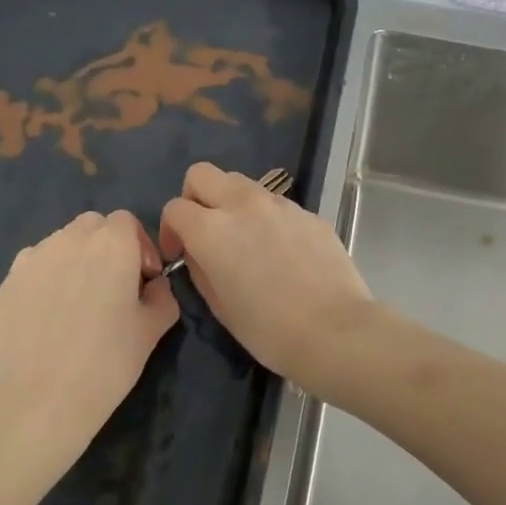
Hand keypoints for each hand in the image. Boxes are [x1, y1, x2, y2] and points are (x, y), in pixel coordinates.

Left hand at [0, 209, 178, 490]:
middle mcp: (70, 239)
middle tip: (113, 287)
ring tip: (79, 302)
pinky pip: (36, 266)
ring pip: (62, 243)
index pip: (127, 222)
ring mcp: (33, 258)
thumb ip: (163, 295)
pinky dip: (48, 277)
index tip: (143, 280)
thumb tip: (153, 285)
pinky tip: (51, 315)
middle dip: (107, 246)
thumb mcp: (153, 329)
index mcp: (112, 244)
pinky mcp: (8, 281)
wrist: (40, 399)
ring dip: (76, 259)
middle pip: (93, 226)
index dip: (140, 247)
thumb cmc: (108, 362)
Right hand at [160, 162, 375, 387]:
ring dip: (232, 204)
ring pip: (242, 184)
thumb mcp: (220, 306)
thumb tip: (200, 254)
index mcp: (211, 229)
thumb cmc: (269, 329)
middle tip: (204, 231)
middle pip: (203, 175)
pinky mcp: (309, 213)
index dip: (170, 231)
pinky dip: (268, 219)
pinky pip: (277, 205)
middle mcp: (243, 204)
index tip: (179, 255)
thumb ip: (201, 270)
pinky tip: (282, 253)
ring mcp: (280, 205)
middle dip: (195, 197)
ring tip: (245, 240)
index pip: (175, 208)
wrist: (335, 330)